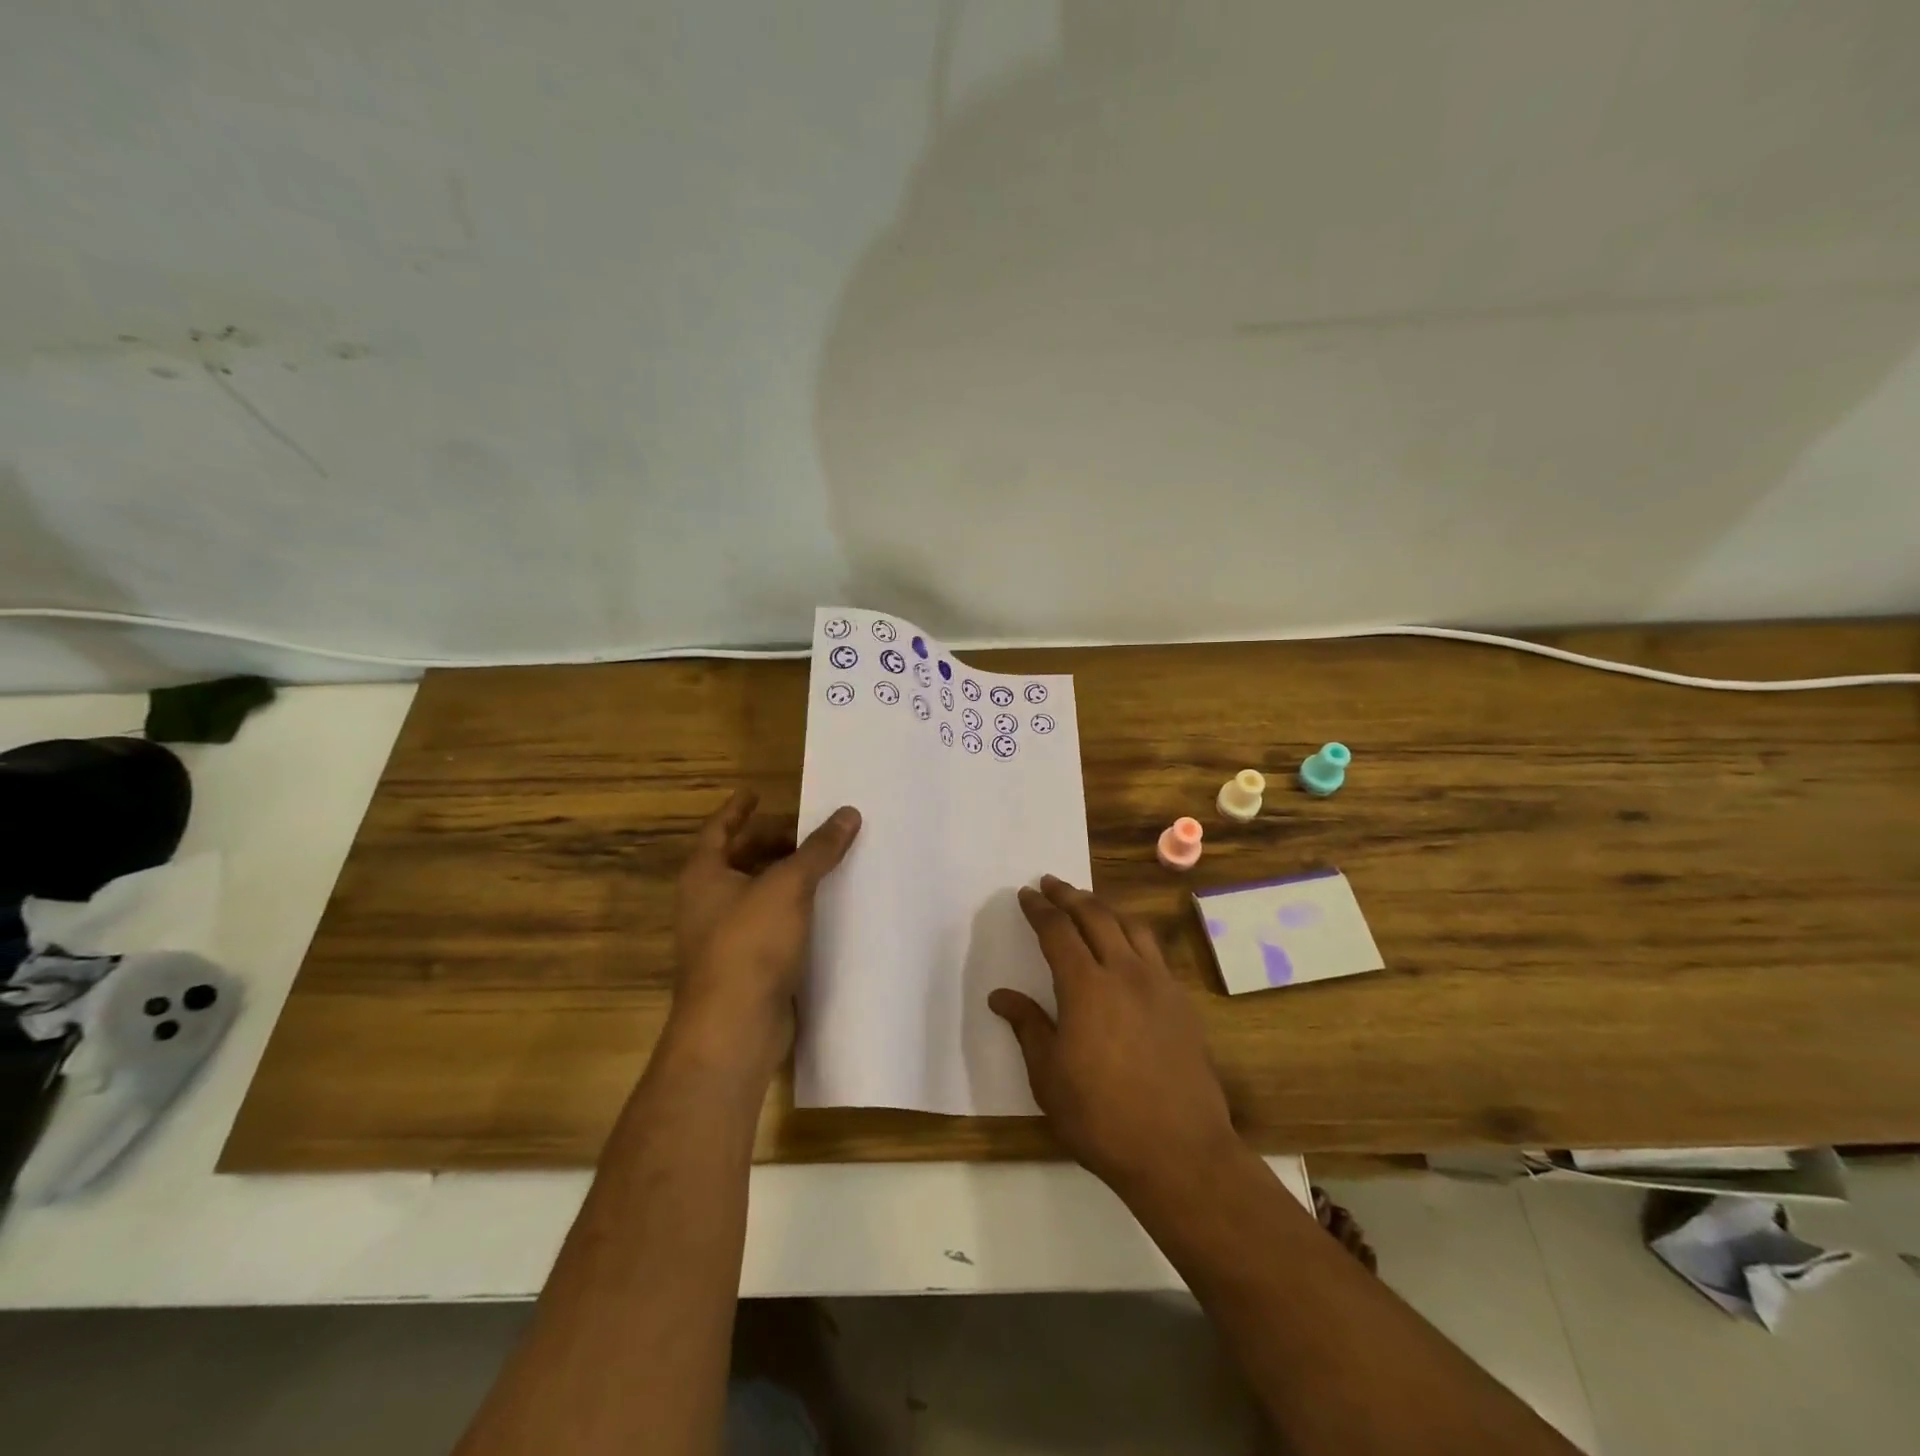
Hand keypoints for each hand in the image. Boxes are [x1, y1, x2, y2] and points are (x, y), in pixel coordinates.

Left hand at [673, 789, 860, 1052]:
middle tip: (808, 832)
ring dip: (785, 878)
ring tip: (823, 865)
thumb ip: (818, 849)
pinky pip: (770, 925)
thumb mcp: (788, 886)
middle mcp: (707, 903)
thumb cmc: (750, 944)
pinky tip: (822, 909)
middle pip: (739, 860)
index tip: (756, 792)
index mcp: (704, 876)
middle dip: (771, 843)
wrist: (734, 1027)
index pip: (718, 829)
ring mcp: (724, 937)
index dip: (737, 810)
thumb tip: (849, 813)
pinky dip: (792, 911)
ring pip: (757, 894)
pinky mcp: (746, 966)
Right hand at [990, 876, 1240, 1195]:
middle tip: (1051, 884)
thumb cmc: (1101, 1116)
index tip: (1026, 894)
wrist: (1179, 1151)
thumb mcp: (1049, 1076)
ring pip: (1130, 925)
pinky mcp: (1181, 1001)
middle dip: (1069, 895)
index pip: (1058, 930)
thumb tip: (1001, 996)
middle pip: (1095, 915)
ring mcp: (1158, 984)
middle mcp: (1124, 971)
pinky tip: (1127, 943)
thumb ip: (1027, 1026)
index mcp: (1086, 986)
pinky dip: (1132, 932)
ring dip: (1104, 906)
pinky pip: (1154, 949)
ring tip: (1087, 903)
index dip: (1040, 909)